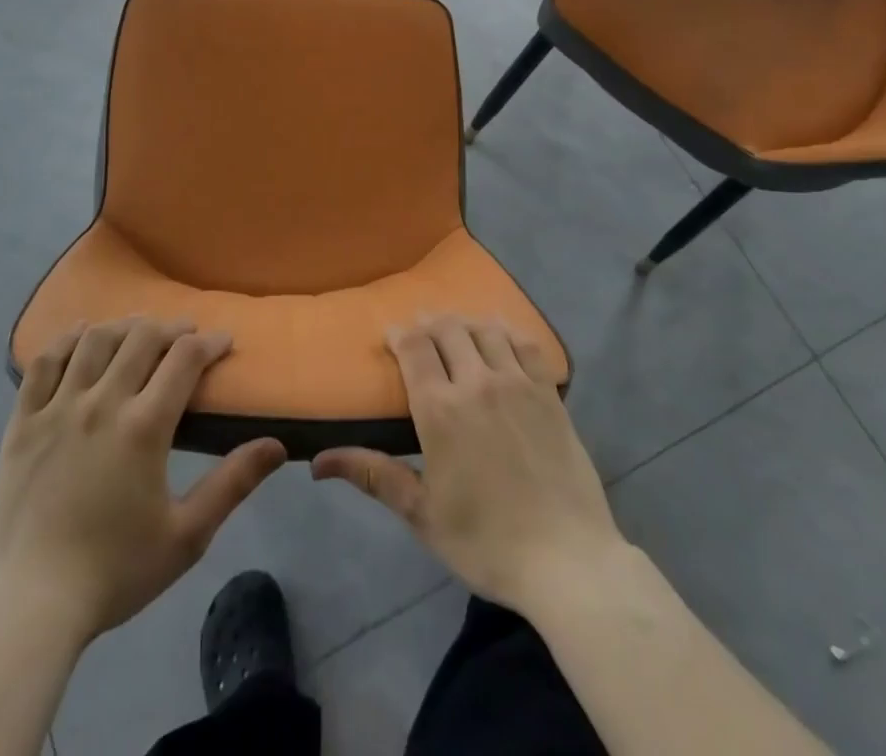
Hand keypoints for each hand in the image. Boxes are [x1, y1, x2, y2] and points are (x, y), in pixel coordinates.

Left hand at [0, 318, 285, 646]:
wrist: (29, 606)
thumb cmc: (115, 572)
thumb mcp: (187, 536)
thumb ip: (233, 484)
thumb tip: (277, 446)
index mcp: (144, 426)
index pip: (185, 359)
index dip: (209, 342)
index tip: (223, 342)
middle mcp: (102, 402)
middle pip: (142, 338)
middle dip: (171, 327)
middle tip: (185, 335)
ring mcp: (57, 408)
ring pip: (95, 341)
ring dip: (124, 326)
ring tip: (139, 331)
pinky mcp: (23, 422)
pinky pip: (44, 363)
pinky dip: (66, 340)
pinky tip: (81, 333)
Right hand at [312, 315, 625, 621]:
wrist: (567, 562)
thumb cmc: (486, 542)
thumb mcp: (422, 515)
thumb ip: (373, 475)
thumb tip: (317, 461)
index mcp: (440, 409)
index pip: (414, 347)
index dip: (399, 333)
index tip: (391, 337)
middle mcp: (477, 382)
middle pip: (447, 329)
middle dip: (428, 324)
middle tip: (421, 336)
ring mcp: (517, 384)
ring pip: (485, 329)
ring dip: (465, 324)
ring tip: (457, 333)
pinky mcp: (549, 393)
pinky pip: (525, 344)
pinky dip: (506, 332)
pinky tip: (500, 338)